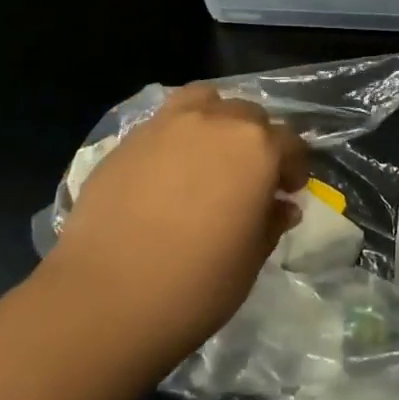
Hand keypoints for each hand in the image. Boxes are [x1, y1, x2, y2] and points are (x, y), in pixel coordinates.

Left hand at [43, 84, 308, 369]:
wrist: (104, 298)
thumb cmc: (195, 285)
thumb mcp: (250, 260)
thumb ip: (271, 222)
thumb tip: (281, 205)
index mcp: (256, 148)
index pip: (290, 142)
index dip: (294, 167)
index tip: (288, 192)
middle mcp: (216, 121)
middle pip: (249, 115)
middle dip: (257, 141)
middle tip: (250, 178)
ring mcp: (168, 124)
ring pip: (205, 101)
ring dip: (217, 121)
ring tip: (209, 155)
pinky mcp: (129, 138)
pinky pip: (166, 121)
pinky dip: (178, 134)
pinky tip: (168, 170)